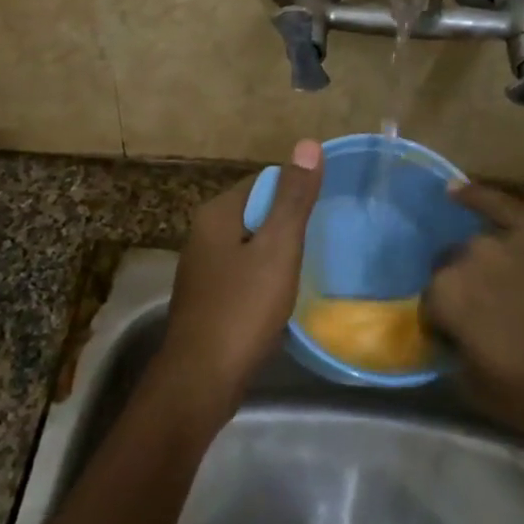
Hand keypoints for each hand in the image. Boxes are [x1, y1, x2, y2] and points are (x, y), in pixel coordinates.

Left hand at [153, 139, 323, 423]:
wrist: (201, 380)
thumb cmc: (242, 309)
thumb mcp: (277, 248)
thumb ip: (294, 198)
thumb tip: (307, 143)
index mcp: (217, 213)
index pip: (264, 182)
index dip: (295, 194)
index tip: (322, 215)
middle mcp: (204, 233)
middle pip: (256, 213)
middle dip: (287, 225)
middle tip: (321, 243)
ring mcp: (202, 267)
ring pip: (250, 245)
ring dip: (277, 254)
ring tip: (307, 270)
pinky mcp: (207, 297)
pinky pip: (243, 273)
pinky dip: (263, 278)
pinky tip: (280, 297)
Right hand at [423, 182, 523, 463]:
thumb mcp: (487, 397)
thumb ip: (455, 362)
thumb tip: (450, 344)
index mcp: (448, 297)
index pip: (430, 307)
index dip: (445, 327)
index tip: (462, 344)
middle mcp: (469, 257)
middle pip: (450, 269)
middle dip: (462, 291)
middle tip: (491, 319)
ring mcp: (508, 236)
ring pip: (479, 246)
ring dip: (483, 264)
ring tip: (506, 286)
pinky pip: (500, 203)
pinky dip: (476, 197)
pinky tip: (456, 191)